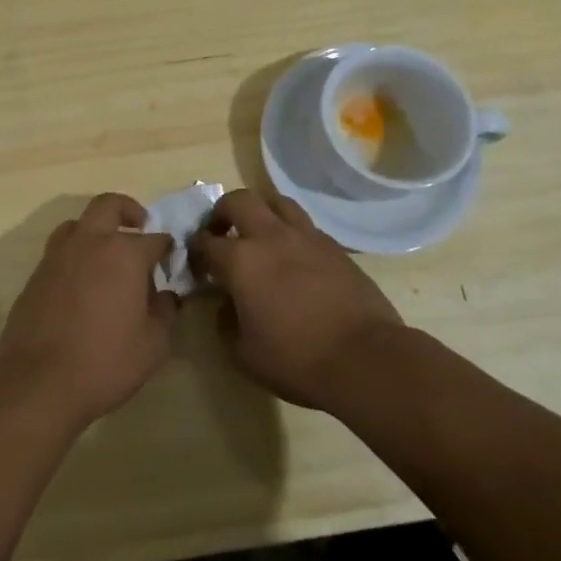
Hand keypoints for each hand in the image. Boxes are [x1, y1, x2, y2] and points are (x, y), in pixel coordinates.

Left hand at [0, 194, 176, 430]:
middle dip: (129, 211)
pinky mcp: (36, 275)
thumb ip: (165, 312)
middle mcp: (90, 243)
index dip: (168, 249)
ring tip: (107, 255)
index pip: (155, 239)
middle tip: (140, 227)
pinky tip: (83, 283)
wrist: (39, 382)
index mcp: (124, 253)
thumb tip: (165, 295)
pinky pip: (60, 251)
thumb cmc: (105, 362)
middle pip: (109, 205)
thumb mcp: (154, 344)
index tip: (172, 261)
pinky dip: (75, 255)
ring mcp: (57, 256)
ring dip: (96, 229)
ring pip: (78, 223)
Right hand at [189, 188, 405, 412]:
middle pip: (239, 201)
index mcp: (241, 260)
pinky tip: (291, 254)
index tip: (196, 263)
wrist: (365, 358)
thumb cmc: (296, 360)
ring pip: (276, 201)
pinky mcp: (334, 246)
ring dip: (260, 211)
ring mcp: (306, 237)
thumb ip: (226, 321)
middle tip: (221, 233)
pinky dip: (289, 230)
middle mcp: (271, 237)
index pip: (206, 242)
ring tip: (258, 233)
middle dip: (222, 212)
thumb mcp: (244, 353)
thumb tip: (228, 303)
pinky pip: (304, 224)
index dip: (195, 250)